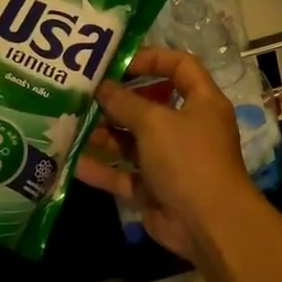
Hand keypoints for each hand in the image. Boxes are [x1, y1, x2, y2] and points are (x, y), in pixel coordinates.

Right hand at [78, 48, 256, 264]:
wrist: (208, 223)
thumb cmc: (188, 158)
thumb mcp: (155, 122)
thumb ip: (126, 102)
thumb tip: (103, 87)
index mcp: (202, 102)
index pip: (180, 66)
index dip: (152, 58)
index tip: (118, 61)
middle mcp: (189, 127)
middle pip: (152, 104)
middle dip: (119, 100)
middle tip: (84, 93)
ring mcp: (172, 160)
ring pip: (134, 141)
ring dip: (106, 133)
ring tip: (72, 124)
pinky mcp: (156, 189)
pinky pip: (126, 174)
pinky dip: (103, 168)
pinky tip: (74, 162)